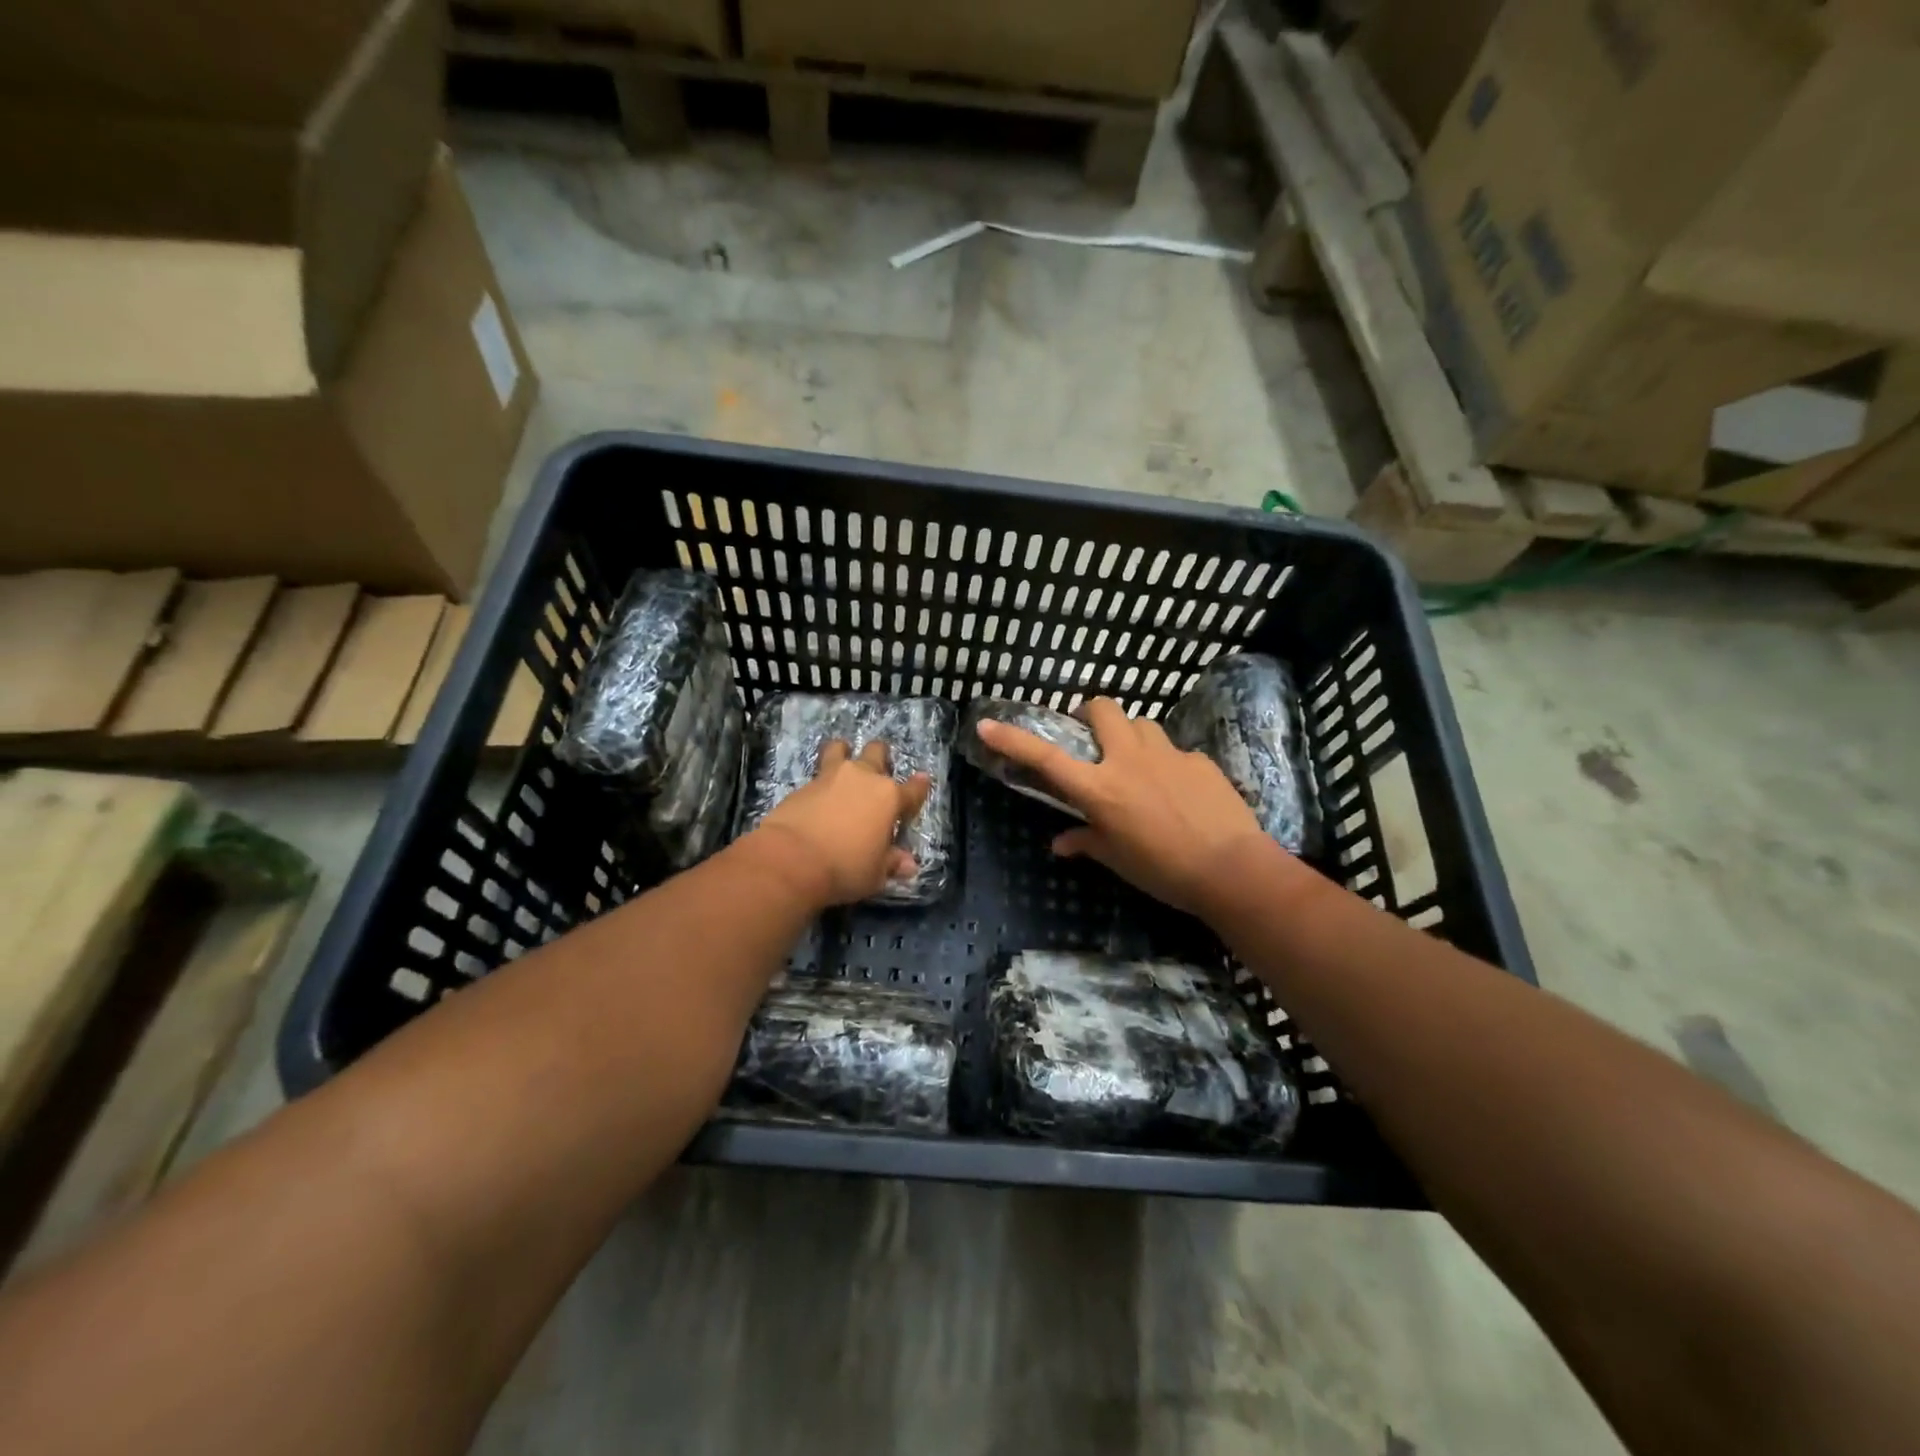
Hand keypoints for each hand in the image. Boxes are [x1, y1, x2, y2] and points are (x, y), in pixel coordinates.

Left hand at [751, 739, 931, 907]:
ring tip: (842, 760)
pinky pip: (818, 773)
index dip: (919, 786)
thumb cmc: (845, 867)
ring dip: (844, 752)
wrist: (791, 859)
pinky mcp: (804, 784)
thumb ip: (892, 863)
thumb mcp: (875, 874)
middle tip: (878, 769)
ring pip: (840, 749)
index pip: (913, 789)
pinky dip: (821, 781)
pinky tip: (818, 795)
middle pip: (877, 753)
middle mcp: (863, 778)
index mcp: (889, 797)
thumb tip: (908, 865)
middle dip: (881, 757)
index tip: (922, 781)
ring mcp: (831, 776)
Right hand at [974, 698, 1268, 914]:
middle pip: (1102, 708)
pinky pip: (1174, 750)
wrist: (1232, 869)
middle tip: (1090, 736)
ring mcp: (1167, 754)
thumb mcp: (1118, 860)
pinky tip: (1177, 790)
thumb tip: (1060, 844)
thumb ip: (1086, 843)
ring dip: (1130, 735)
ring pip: (1141, 723)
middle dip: (1090, 712)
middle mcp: (1128, 760)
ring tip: (1135, 762)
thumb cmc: (1164, 871)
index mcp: (1100, 789)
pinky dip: (1166, 763)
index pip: (1046, 759)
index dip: (1013, 740)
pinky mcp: (1198, 759)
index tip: (987, 725)